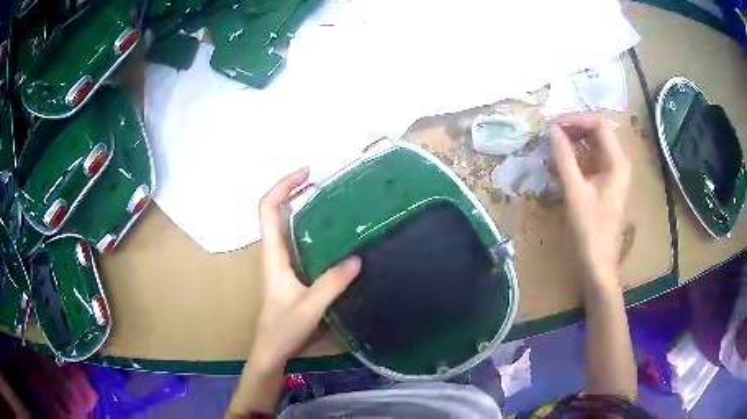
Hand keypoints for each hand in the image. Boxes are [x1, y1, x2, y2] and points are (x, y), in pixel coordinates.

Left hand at [251, 167, 361, 371]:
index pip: (267, 210)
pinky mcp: (291, 273)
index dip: (283, 186)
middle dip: (293, 190)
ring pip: (286, 226)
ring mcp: (282, 263)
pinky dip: (311, 228)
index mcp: (273, 255)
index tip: (307, 173)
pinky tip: (333, 234)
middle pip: (275, 211)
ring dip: (302, 207)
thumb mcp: (310, 307)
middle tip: (322, 180)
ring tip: (331, 199)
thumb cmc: (283, 329)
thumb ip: (332, 284)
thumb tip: (357, 258)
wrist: (272, 350)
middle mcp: (275, 253)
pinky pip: (298, 242)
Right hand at [550, 113, 630, 283]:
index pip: (598, 124)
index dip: (575, 118)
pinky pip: (591, 160)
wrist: (598, 264)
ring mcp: (613, 173)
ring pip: (593, 145)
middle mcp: (618, 162)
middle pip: (597, 132)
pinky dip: (576, 156)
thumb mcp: (575, 191)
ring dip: (573, 141)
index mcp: (617, 162)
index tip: (552, 124)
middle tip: (550, 133)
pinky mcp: (605, 183)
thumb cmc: (589, 230)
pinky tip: (560, 162)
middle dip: (573, 128)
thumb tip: (551, 129)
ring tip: (552, 145)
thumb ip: (564, 157)